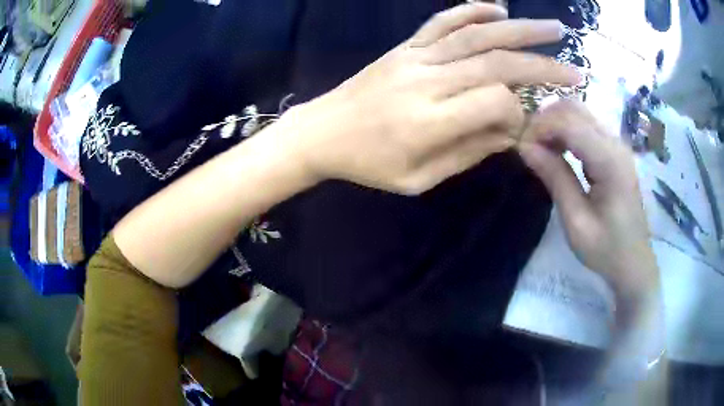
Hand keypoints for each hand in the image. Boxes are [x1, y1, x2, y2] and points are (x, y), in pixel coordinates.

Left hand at [280, 2, 579, 194]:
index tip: (525, 123)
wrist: (321, 132)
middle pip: (496, 63)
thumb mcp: (418, 179)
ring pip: (476, 35)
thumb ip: (467, 153)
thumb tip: (510, 132)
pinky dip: (472, 10)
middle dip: (542, 66)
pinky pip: (442, 22)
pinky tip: (497, 7)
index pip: (494, 103)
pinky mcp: (405, 47)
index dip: (518, 112)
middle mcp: (426, 80)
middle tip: (576, 69)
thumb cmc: (368, 165)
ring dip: (520, 29)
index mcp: (429, 121)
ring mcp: (414, 57)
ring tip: (554, 28)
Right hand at [518, 100, 658, 296]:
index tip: (521, 147)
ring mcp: (618, 145)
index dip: (541, 127)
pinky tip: (559, 149)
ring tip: (540, 148)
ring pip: (580, 113)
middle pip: (575, 109)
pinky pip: (587, 126)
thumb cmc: (606, 249)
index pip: (570, 123)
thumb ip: (555, 178)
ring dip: (556, 123)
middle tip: (528, 145)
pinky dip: (567, 130)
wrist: (634, 262)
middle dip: (546, 120)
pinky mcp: (616, 151)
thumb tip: (525, 147)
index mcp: (610, 162)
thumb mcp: (576, 221)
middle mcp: (616, 144)